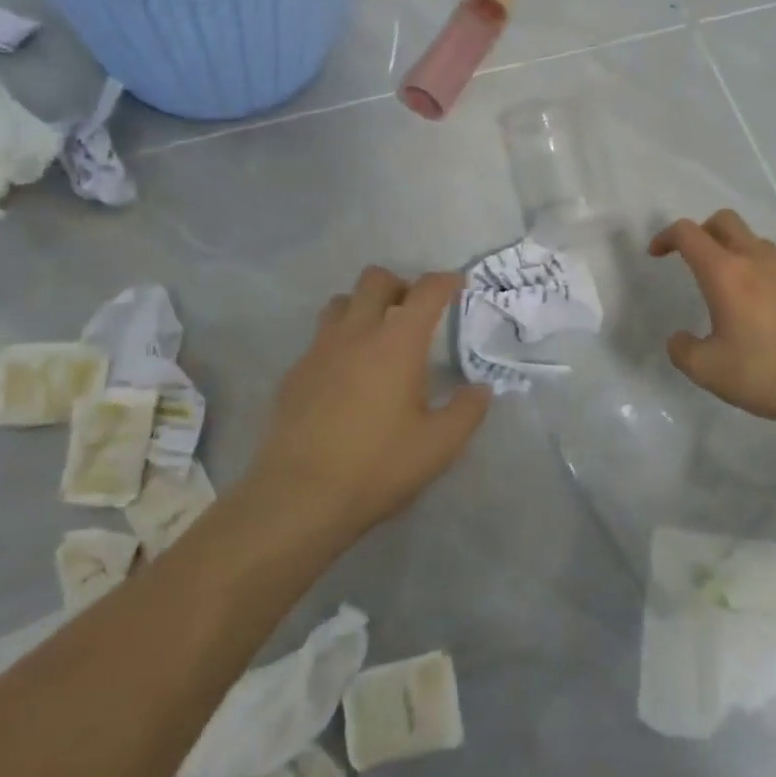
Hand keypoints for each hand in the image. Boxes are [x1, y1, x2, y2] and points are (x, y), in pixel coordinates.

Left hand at [246, 267, 489, 545]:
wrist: (299, 497)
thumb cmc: (376, 467)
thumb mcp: (439, 447)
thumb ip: (466, 412)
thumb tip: (480, 389)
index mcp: (397, 343)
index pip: (426, 291)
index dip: (446, 281)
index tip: (457, 285)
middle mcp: (356, 333)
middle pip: (375, 280)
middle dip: (400, 285)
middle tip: (413, 312)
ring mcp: (319, 350)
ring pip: (341, 302)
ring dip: (363, 307)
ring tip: (376, 337)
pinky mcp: (295, 372)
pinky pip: (319, 339)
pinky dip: (338, 342)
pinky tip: (345, 377)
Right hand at [649, 210, 775, 429]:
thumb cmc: (768, 372)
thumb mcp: (708, 371)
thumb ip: (683, 350)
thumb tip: (679, 339)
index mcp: (724, 273)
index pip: (688, 233)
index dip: (666, 237)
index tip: (657, 255)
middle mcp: (755, 260)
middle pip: (724, 221)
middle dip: (701, 232)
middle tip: (691, 259)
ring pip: (753, 239)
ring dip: (732, 248)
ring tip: (726, 283)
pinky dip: (758, 270)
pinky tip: (759, 307)